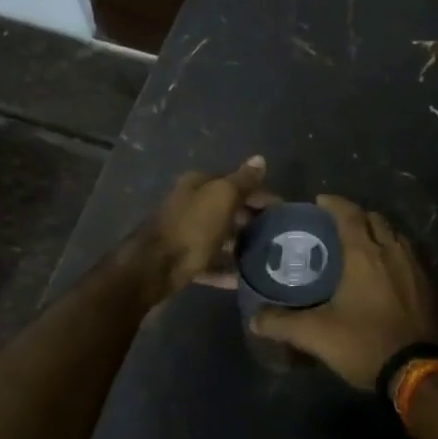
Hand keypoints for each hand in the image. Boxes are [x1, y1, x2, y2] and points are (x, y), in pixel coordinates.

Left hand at [130, 155, 270, 300]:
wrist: (154, 268)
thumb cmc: (193, 226)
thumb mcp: (223, 197)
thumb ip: (243, 180)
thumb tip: (260, 159)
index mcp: (199, 184)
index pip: (237, 184)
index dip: (261, 195)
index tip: (283, 212)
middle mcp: (191, 204)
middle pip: (228, 210)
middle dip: (252, 220)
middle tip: (277, 236)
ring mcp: (186, 234)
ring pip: (220, 237)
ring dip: (240, 245)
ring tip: (266, 257)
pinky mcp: (183, 260)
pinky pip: (211, 263)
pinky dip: (226, 270)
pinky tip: (243, 279)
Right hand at [250, 194, 437, 390]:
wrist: (417, 370)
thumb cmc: (365, 342)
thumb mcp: (316, 335)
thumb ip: (282, 323)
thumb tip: (254, 319)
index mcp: (364, 253)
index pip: (349, 214)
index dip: (334, 203)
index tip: (319, 202)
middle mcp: (391, 250)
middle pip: (375, 219)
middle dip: (356, 215)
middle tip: (337, 226)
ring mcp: (414, 266)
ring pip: (395, 234)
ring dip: (378, 232)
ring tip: (361, 244)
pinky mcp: (428, 284)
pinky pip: (408, 254)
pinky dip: (393, 251)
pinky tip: (384, 270)